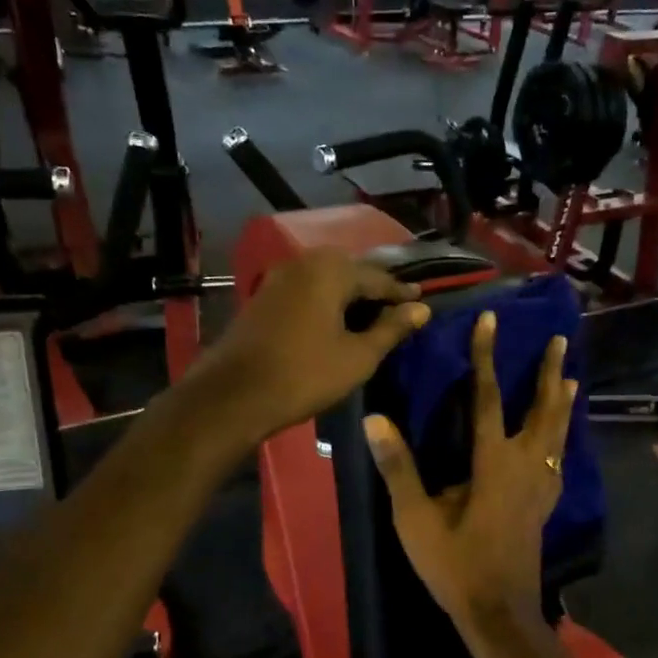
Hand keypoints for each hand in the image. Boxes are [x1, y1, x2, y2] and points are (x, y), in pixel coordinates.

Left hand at [189, 248, 429, 446]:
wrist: (235, 395)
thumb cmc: (306, 375)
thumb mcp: (358, 356)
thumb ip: (391, 329)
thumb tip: (421, 309)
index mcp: (331, 270)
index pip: (378, 277)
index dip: (402, 293)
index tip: (422, 301)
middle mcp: (303, 263)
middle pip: (350, 272)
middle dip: (374, 289)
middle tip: (397, 308)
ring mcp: (278, 278)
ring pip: (325, 281)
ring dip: (348, 296)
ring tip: (369, 317)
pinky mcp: (263, 297)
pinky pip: (306, 292)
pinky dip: (326, 303)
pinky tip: (336, 322)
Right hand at [363, 311, 576, 628]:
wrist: (498, 612)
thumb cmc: (455, 565)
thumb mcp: (416, 519)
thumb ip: (399, 468)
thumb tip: (375, 420)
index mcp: (493, 463)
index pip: (488, 398)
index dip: (486, 357)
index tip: (489, 320)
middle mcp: (525, 466)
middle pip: (542, 410)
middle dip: (549, 373)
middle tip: (561, 341)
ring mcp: (541, 488)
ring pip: (558, 434)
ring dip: (563, 403)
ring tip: (571, 380)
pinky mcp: (545, 506)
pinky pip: (558, 460)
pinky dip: (561, 439)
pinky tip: (559, 442)